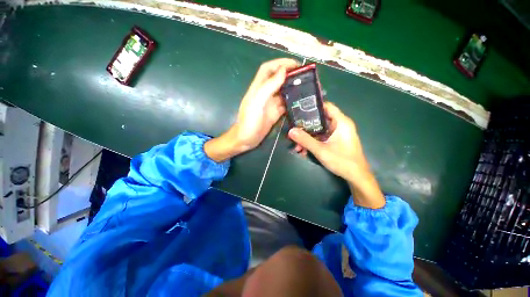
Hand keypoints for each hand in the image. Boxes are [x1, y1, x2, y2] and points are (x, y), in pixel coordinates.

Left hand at [205, 58, 298, 161]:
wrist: (246, 140)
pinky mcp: (275, 113)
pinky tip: (301, 102)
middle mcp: (265, 94)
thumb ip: (268, 87)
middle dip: (290, 75)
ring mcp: (271, 104)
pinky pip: (285, 105)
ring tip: (307, 88)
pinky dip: (293, 102)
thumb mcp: (257, 103)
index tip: (295, 64)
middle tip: (305, 76)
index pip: (268, 69)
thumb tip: (283, 71)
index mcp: (258, 88)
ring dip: (293, 88)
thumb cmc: (249, 122)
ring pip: (283, 92)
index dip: (280, 63)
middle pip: (278, 79)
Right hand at [288, 102, 384, 208]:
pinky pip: (322, 138)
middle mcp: (340, 125)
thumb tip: (290, 131)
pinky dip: (313, 142)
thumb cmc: (342, 161)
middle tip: (294, 131)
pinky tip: (304, 151)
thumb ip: (305, 140)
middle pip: (320, 120)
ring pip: (319, 131)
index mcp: (341, 122)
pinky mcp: (336, 141)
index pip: (327, 106)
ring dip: (308, 137)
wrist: (356, 177)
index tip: (299, 109)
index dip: (313, 106)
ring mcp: (338, 134)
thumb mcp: (321, 150)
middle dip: (306, 127)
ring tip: (297, 147)